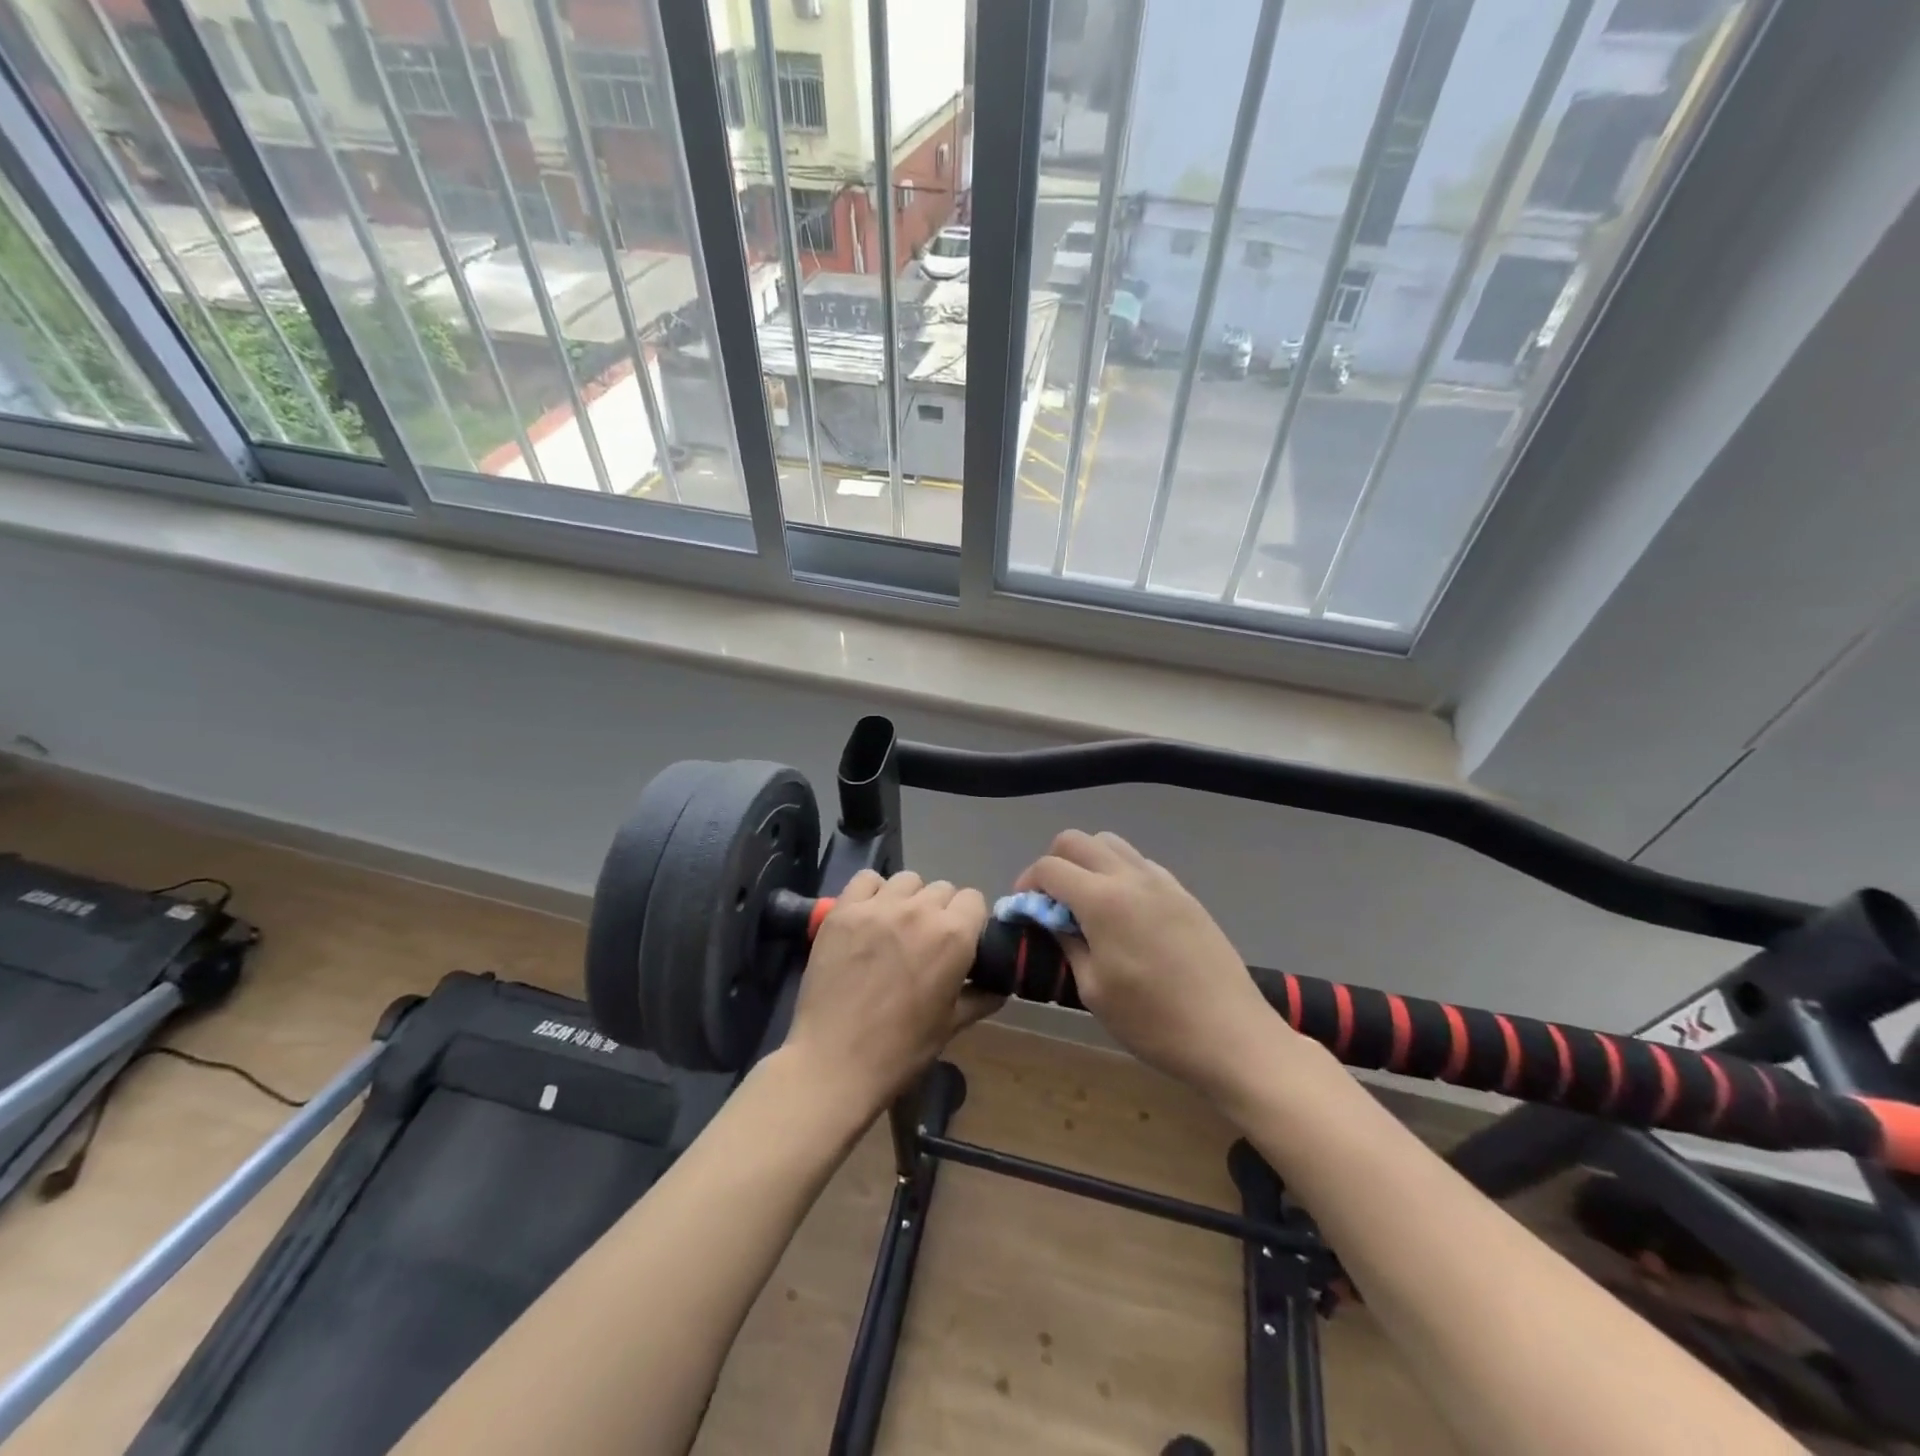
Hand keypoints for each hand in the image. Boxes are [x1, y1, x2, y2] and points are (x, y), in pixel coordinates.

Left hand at [785, 870, 996, 1121]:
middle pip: (942, 888)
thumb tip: (999, 985)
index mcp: (953, 935)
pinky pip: (866, 880)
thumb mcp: (951, 1025)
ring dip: (909, 899)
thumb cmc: (901, 1049)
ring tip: (896, 927)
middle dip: (940, 911)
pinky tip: (869, 917)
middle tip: (926, 941)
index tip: (959, 943)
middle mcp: (919, 910)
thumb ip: (981, 997)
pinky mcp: (843, 910)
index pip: (974, 900)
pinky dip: (872, 892)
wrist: (834, 1061)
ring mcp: (878, 906)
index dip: (969, 921)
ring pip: (907, 881)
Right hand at [1016, 831, 1301, 1102]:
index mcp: (1103, 900)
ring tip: (1086, 903)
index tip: (1024, 910)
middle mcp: (1131, 877)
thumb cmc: (1153, 1022)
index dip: (1027, 884)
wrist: (1231, 1034)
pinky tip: (1123, 912)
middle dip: (1054, 863)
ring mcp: (1162, 881)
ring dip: (1087, 862)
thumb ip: (1067, 942)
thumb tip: (1049, 918)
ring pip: (1110, 844)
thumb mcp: (1094, 989)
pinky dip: (1119, 873)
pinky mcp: (1183, 893)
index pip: (1049, 867)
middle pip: (1077, 841)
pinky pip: (1139, 863)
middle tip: (1051, 902)